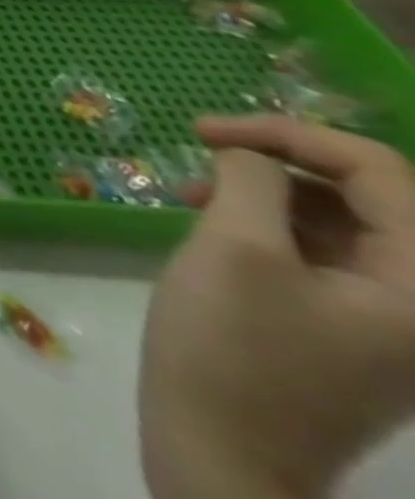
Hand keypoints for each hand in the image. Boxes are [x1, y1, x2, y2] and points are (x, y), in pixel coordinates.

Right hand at [140, 116, 414, 498]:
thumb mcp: (235, 246)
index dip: (293, 135)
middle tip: (199, 149)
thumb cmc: (233, 343)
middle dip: (278, 162)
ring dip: (265, 193)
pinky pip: (320, 258)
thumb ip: (250, 182)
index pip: (381, 175)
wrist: (222, 448)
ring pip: (337, 225)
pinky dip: (265, 227)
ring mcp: (387, 327)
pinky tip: (211, 227)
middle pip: (367, 199)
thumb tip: (249, 155)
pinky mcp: (346, 334)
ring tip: (191, 192)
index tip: (207, 130)